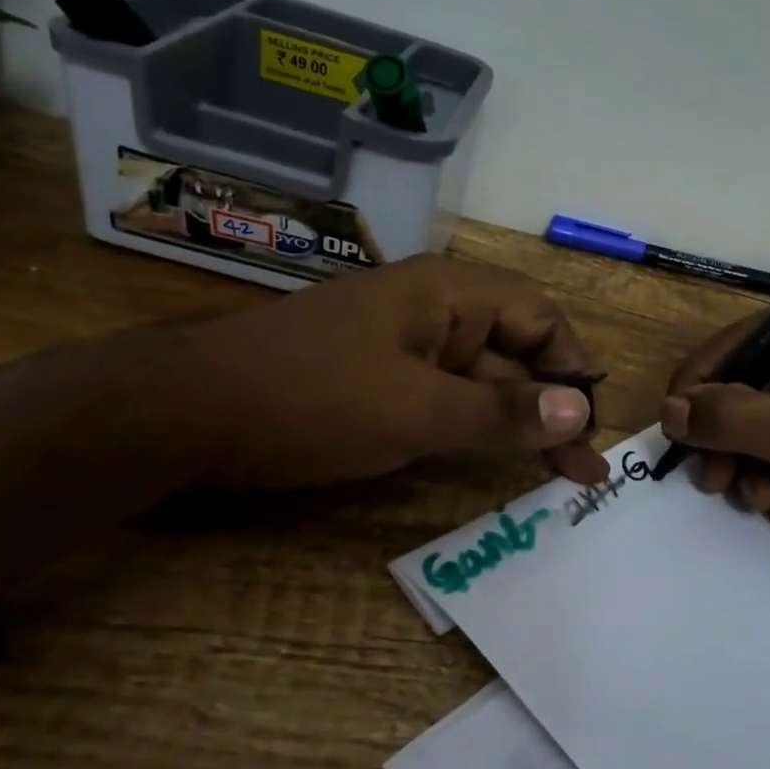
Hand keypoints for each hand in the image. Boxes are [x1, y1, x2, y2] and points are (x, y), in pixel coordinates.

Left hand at [170, 256, 610, 487]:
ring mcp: (404, 346)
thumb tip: (581, 410)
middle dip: (551, 407)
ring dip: (517, 423)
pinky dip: (474, 429)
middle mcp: (434, 310)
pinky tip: (494, 461)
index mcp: (448, 293)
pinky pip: (444, 399)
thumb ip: (502, 410)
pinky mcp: (380, 380)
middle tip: (582, 471)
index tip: (587, 426)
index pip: (539, 317)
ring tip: (558, 475)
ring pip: (480, 381)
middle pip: (514, 352)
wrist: (182, 415)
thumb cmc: (310, 399)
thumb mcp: (416, 410)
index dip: (571, 368)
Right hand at [659, 300, 769, 575]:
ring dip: (748, 469)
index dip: (698, 387)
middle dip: (727, 441)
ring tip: (764, 503)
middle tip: (717, 483)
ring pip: (751, 426)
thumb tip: (666, 410)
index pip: (735, 344)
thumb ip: (729, 417)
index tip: (675, 434)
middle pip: (739, 388)